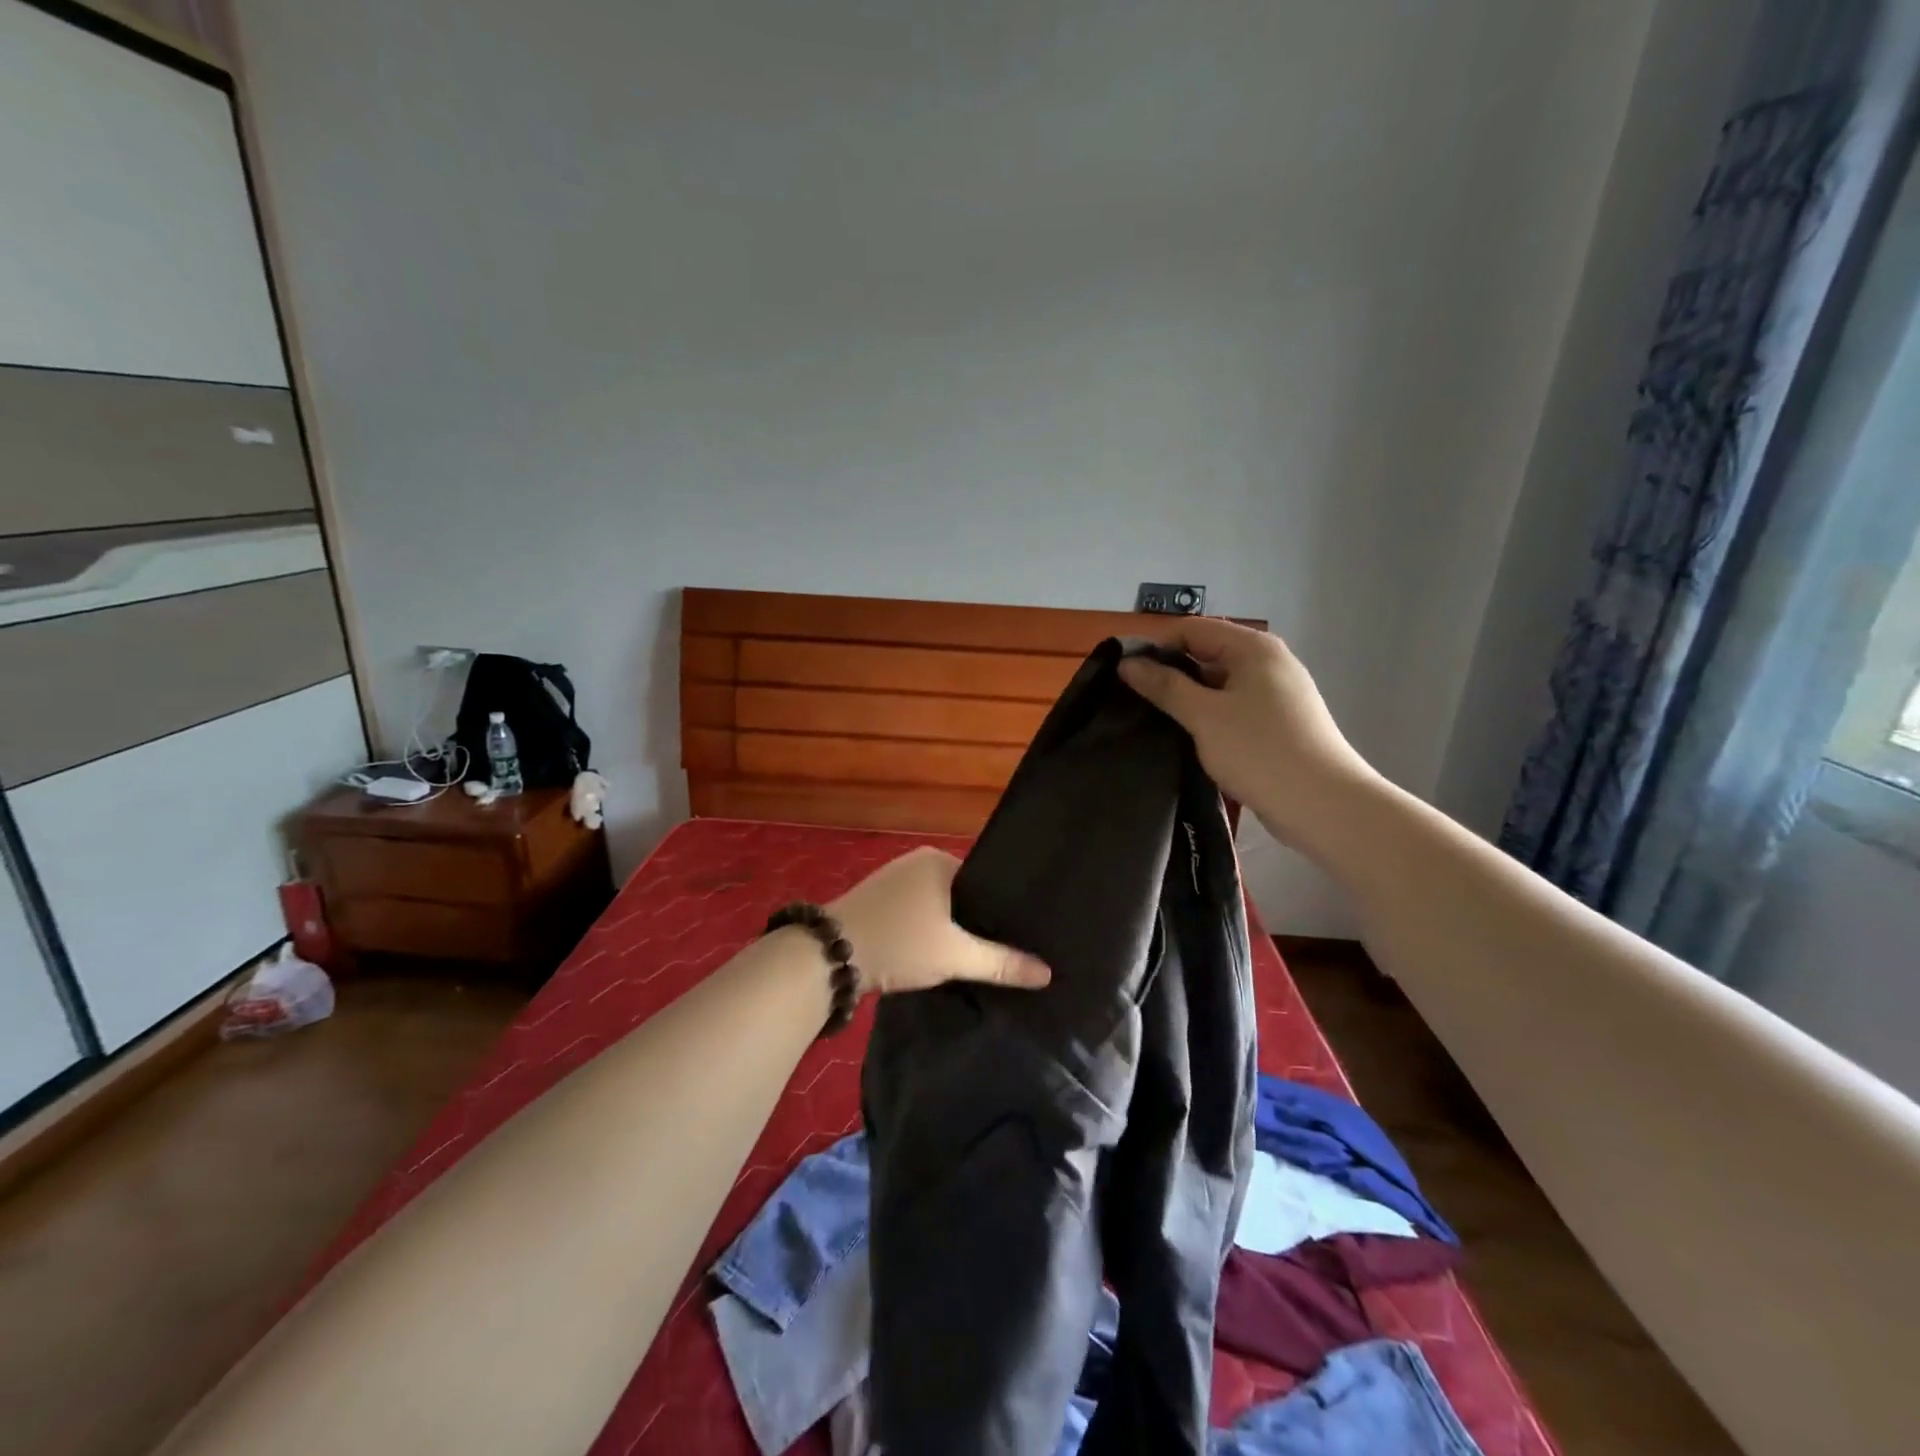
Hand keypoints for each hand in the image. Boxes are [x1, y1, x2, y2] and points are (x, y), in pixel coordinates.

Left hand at [829, 846, 1050, 995]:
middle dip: (978, 921)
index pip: (986, 880)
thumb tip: (1047, 973)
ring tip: (979, 955)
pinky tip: (939, 954)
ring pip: (938, 906)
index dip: (1002, 909)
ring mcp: (893, 880)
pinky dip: (928, 931)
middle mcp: (916, 862)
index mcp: (939, 860)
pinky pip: (917, 913)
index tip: (1023, 935)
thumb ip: (1001, 963)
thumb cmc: (899, 942)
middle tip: (1006, 950)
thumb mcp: (954, 955)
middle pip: (962, 894)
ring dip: (951, 929)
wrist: (827, 957)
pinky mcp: (877, 902)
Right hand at [1117, 617, 1377, 845]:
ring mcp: (1276, 694)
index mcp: (1253, 648)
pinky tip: (1188, 737)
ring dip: (1188, 698)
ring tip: (1155, 720)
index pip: (1192, 629)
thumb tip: (1128, 664)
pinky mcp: (1278, 723)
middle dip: (1170, 673)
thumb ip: (1164, 686)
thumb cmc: (1260, 751)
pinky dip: (1208, 716)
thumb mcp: (1204, 716)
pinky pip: (1233, 707)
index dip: (1156, 646)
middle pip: (1206, 653)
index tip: (1124, 675)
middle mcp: (1268, 662)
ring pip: (1219, 684)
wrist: (1323, 806)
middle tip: (1133, 700)